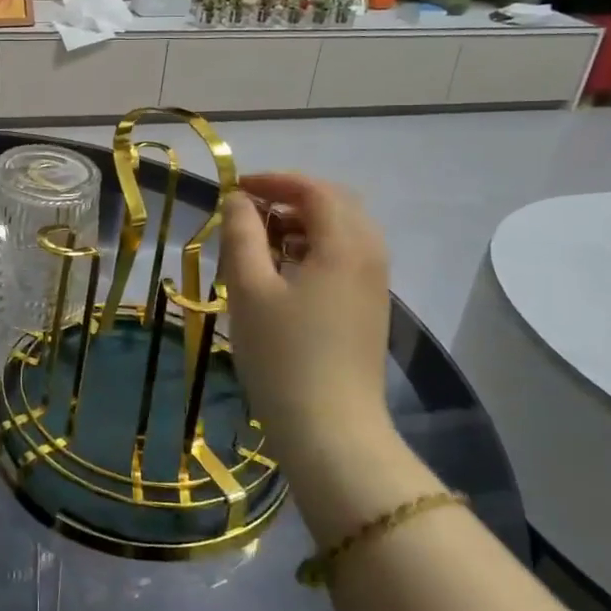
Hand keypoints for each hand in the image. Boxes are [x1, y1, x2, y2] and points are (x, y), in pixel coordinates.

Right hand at [220, 174, 425, 537]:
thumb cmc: (282, 355)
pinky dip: (315, 247)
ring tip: (261, 242)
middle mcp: (370, 254)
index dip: (273, 180)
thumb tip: (238, 199)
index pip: (314, 189)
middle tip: (249, 211)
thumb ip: (241, 233)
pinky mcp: (370, 306)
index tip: (235, 189)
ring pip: (342, 230)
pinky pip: (346, 256)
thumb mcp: (249, 288)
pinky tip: (284, 273)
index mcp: (345, 244)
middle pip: (335, 203)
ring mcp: (375, 283)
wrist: (331, 430)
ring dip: (302, 223)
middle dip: (291, 197)